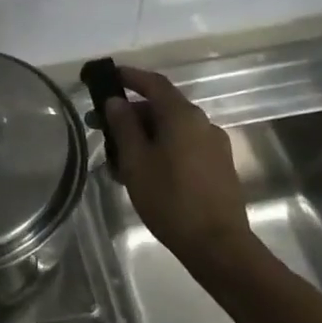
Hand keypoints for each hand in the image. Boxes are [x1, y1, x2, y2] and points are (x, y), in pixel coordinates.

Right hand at [104, 66, 252, 263]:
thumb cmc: (170, 199)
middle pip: (162, 107)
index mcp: (182, 116)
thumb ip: (124, 126)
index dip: (130, 77)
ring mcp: (214, 145)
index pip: (154, 83)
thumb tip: (116, 101)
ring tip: (118, 158)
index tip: (109, 77)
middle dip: (131, 114)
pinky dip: (162, 149)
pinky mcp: (219, 167)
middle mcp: (203, 123)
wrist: (218, 246)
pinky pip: (184, 146)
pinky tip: (144, 172)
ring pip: (172, 129)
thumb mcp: (135, 161)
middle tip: (102, 128)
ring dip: (145, 135)